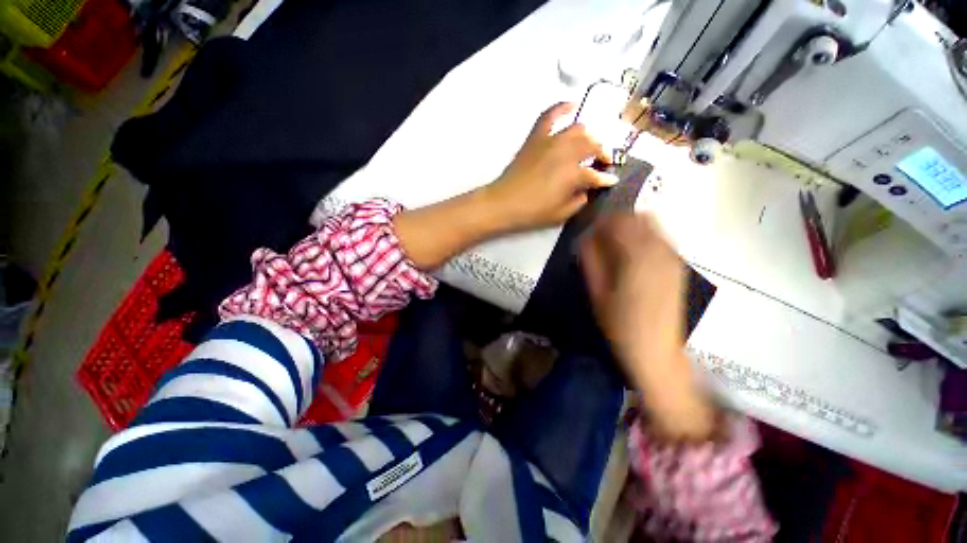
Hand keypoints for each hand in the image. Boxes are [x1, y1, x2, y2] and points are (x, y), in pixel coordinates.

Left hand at [485, 102, 617, 231]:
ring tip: (589, 144)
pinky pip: (549, 116)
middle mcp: (566, 152)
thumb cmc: (533, 212)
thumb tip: (587, 189)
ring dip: (588, 137)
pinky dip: (561, 108)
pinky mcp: (535, 138)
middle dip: (602, 154)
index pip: (597, 174)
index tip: (611, 181)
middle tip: (602, 162)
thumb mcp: (561, 214)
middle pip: (593, 146)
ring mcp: (550, 141)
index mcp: (574, 174)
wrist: (504, 203)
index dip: (606, 179)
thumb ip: (580, 200)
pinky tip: (571, 105)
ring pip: (578, 129)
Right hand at [581, 213, 684, 371]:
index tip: (587, 226)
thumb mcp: (597, 292)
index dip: (600, 219)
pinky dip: (643, 236)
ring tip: (613, 243)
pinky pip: (660, 237)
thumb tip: (585, 238)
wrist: (656, 351)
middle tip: (598, 234)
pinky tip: (631, 253)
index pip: (618, 220)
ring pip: (651, 224)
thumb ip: (590, 261)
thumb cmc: (620, 325)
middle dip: (616, 219)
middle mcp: (660, 250)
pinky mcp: (678, 265)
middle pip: (638, 216)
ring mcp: (673, 257)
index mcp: (637, 256)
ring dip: (630, 226)